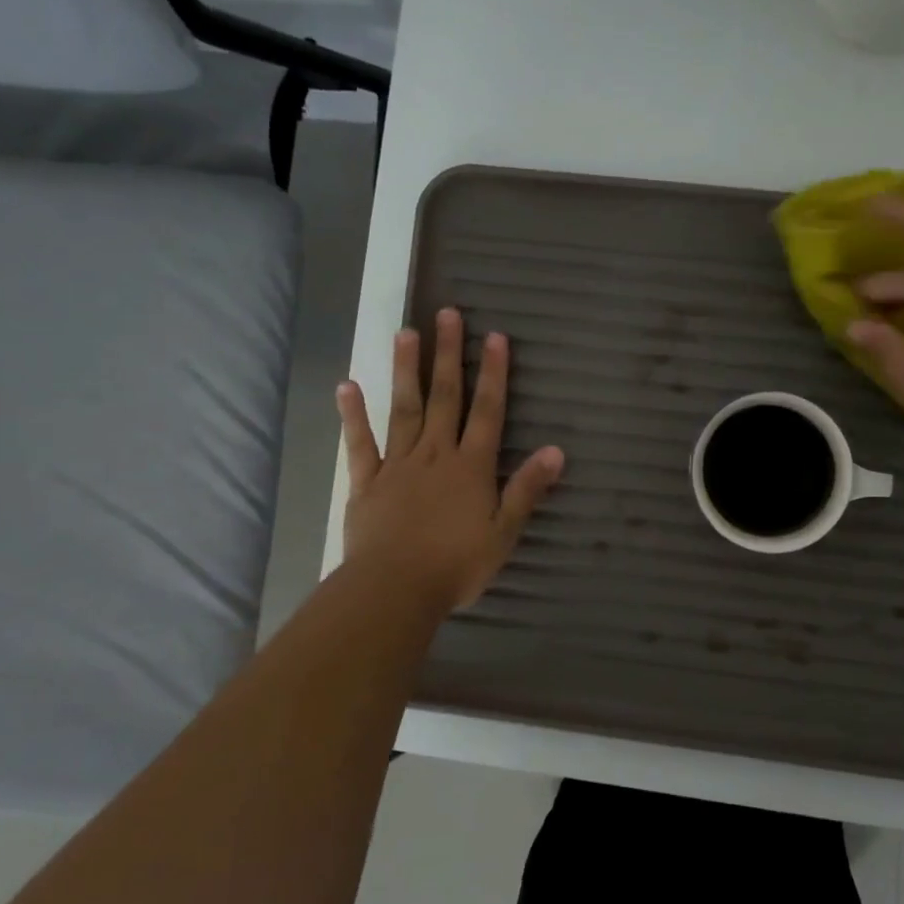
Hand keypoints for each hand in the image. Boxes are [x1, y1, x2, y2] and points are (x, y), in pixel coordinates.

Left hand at [336, 308, 564, 614]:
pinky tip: (348, 386)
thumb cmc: (456, 565)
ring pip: (404, 409)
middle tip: (446, 314)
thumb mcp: (504, 532)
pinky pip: (360, 444)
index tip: (495, 337)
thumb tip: (556, 450)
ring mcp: (398, 465)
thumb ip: (527, 489)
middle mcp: (435, 454)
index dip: (494, 374)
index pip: (488, 411)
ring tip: (406, 333)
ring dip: (406, 370)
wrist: (394, 589)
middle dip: (448, 355)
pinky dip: (353, 415)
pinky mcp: (367, 482)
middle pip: (444, 397)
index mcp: (471, 467)